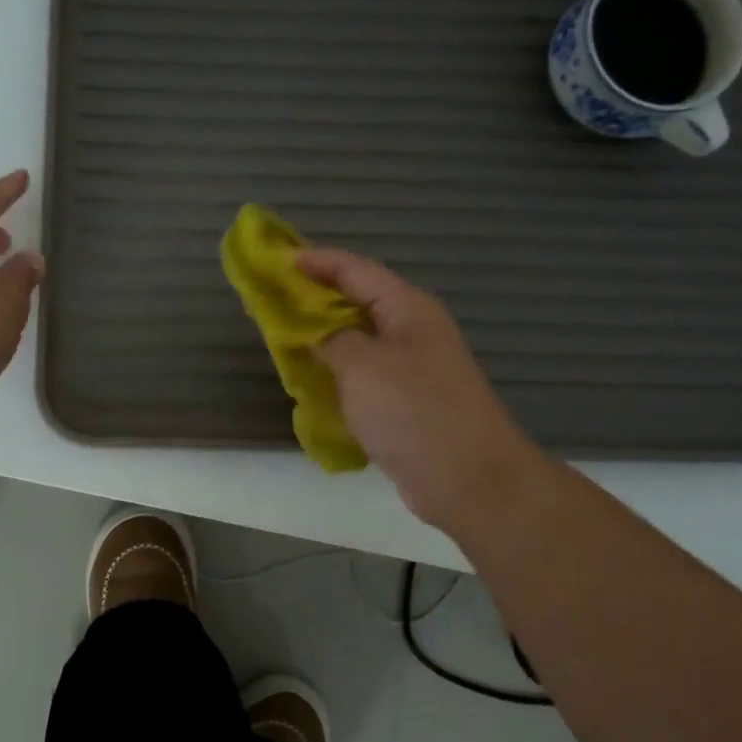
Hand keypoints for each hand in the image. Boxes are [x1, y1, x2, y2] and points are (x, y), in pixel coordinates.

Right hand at [295, 247, 541, 534]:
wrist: (469, 480)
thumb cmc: (413, 411)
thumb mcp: (362, 366)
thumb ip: (331, 340)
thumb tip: (318, 334)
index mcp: (407, 308)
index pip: (354, 269)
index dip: (316, 261)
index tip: (277, 261)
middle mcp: (412, 330)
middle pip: (357, 301)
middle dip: (315, 299)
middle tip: (272, 301)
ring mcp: (412, 368)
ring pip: (359, 341)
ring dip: (323, 338)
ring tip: (283, 339)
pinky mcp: (406, 402)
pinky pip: (364, 375)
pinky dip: (336, 373)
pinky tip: (311, 383)